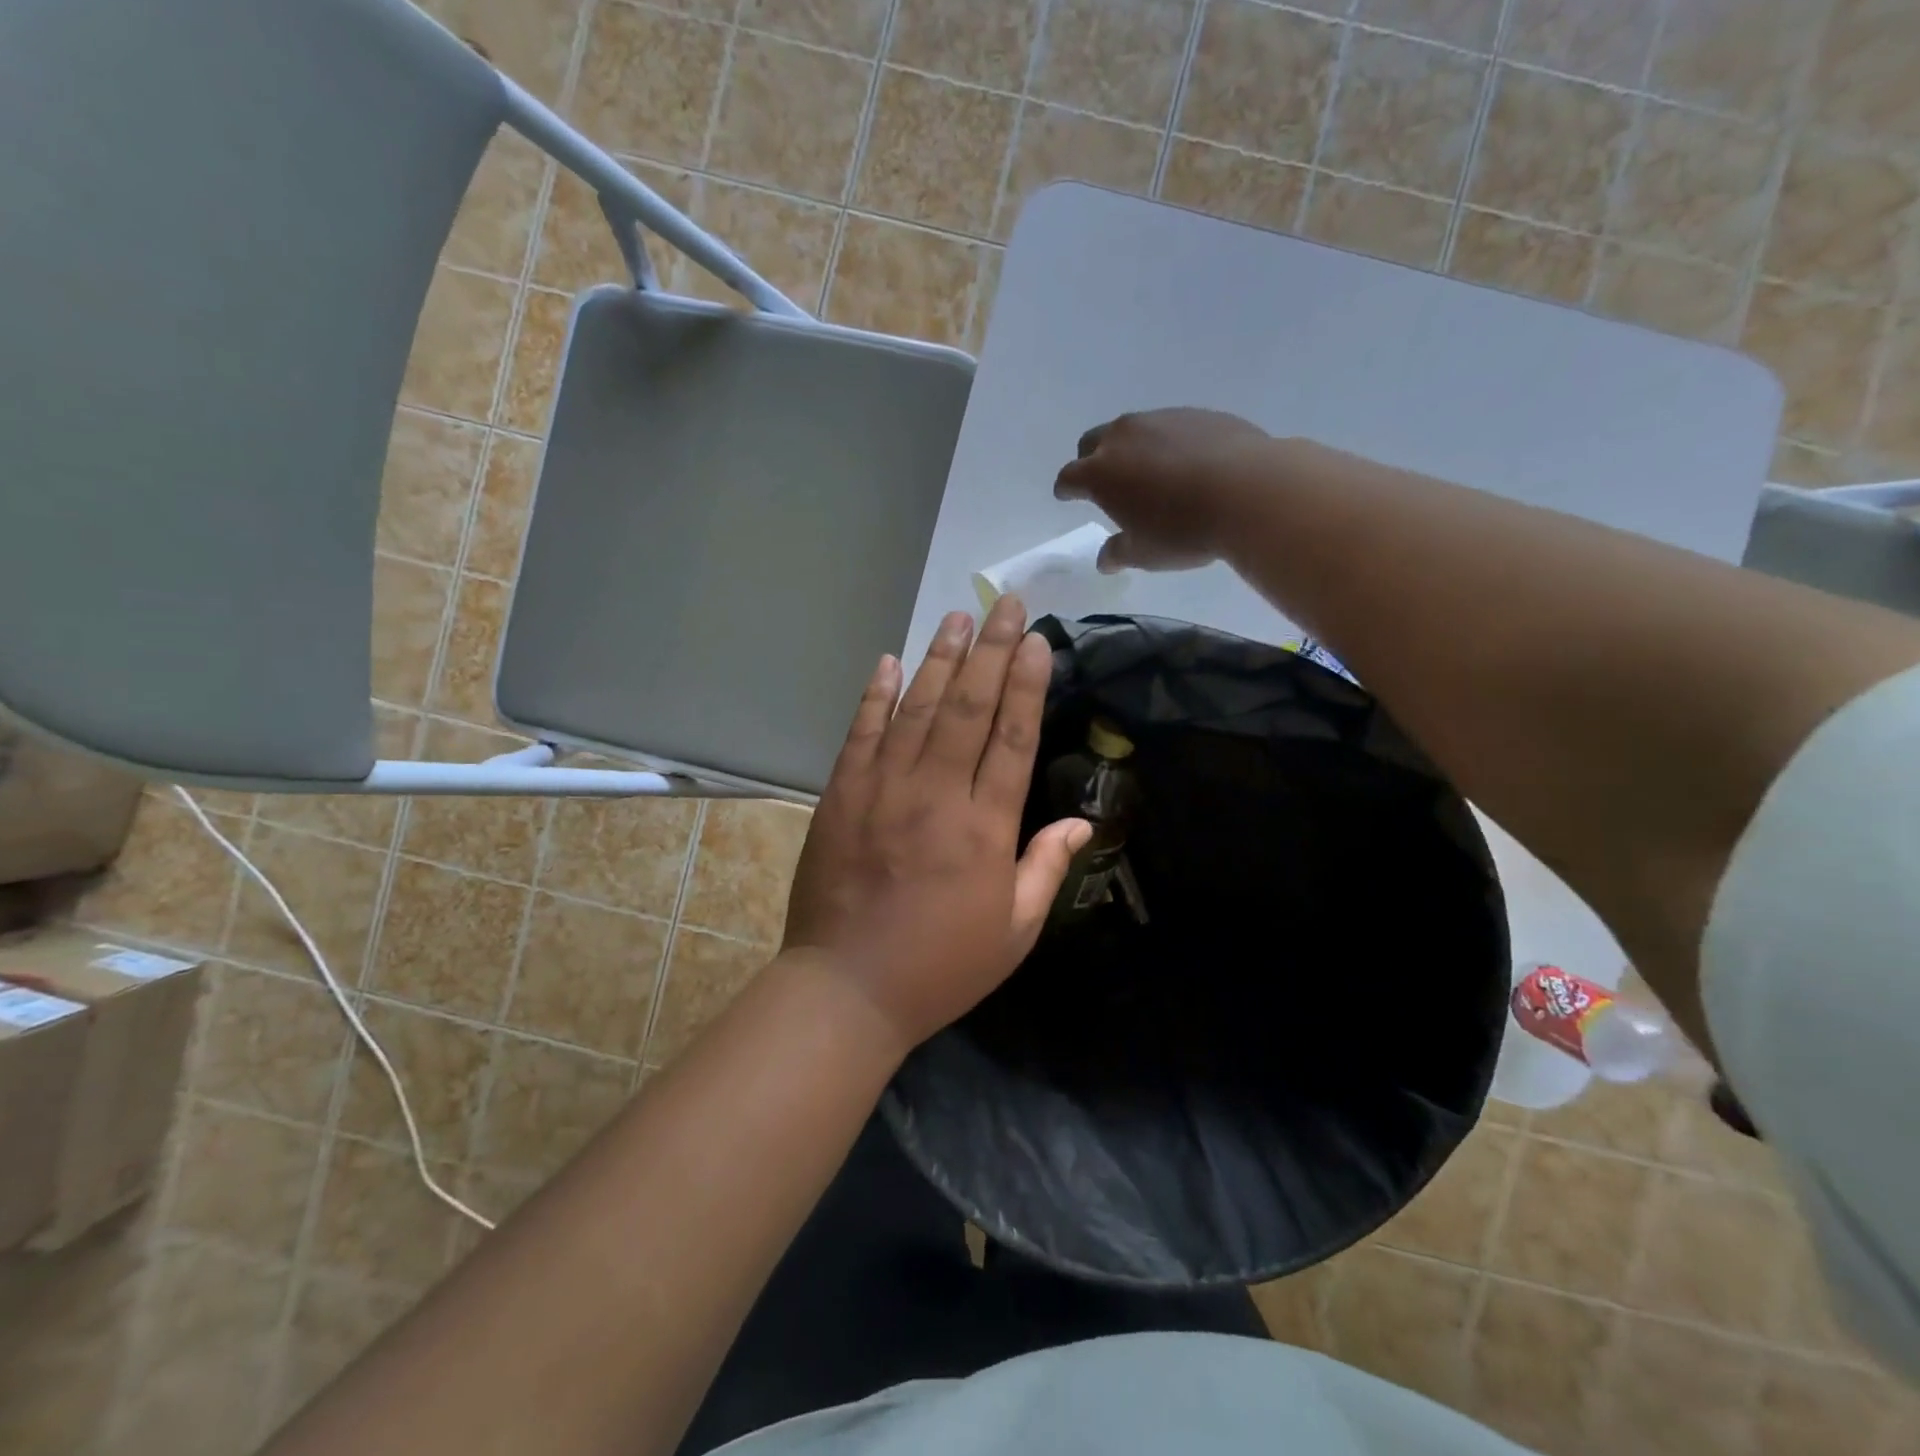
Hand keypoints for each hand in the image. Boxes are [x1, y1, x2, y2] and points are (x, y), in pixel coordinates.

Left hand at [785, 595, 1092, 1050]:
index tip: (1036, 641)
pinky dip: (876, 694)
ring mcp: (882, 788)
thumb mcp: (1014, 931)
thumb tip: (1083, 822)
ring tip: (957, 617)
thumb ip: (1047, 868)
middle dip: (991, 650)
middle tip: (1005, 604)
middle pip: (969, 707)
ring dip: (940, 659)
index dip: (1026, 684)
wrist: (847, 987)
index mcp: (984, 827)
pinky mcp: (841, 794)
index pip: (1012, 737)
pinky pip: (862, 732)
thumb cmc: (941, 966)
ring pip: (918, 709)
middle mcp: (935, 793)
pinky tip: (890, 661)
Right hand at [1055, 408, 1272, 571]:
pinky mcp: (1198, 414)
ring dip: (1131, 448)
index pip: (1069, 477)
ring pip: (1133, 430)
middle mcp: (1123, 437)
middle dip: (1092, 460)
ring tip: (1149, 473)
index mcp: (1100, 472)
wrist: (1249, 491)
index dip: (1066, 489)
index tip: (1067, 496)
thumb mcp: (1144, 553)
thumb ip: (1118, 553)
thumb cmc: (1182, 530)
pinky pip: (1171, 427)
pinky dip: (1168, 444)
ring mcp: (1162, 419)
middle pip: (1093, 442)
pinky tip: (1187, 465)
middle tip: (1104, 481)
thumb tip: (1105, 559)